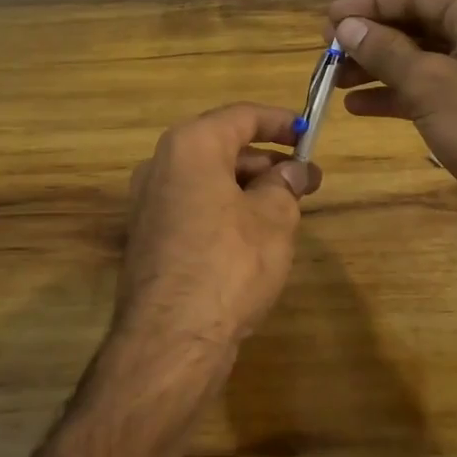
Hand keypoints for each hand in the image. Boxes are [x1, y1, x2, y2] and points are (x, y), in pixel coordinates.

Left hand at [116, 103, 320, 372]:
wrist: (171, 339)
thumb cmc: (229, 262)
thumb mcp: (273, 218)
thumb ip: (284, 185)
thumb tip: (293, 170)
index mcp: (190, 146)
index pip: (241, 116)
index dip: (279, 121)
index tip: (308, 132)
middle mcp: (161, 165)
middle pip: (222, 148)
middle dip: (266, 161)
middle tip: (305, 180)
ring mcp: (149, 203)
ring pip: (207, 180)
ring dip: (247, 188)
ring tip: (286, 210)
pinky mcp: (148, 238)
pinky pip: (193, 207)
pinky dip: (224, 210)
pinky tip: (253, 236)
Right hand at [329, 0, 456, 251]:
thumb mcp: (430, 85)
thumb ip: (385, 51)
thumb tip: (345, 26)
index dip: (367, 3)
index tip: (326, 21)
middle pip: (416, 20)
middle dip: (370, 36)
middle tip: (327, 53)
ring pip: (420, 54)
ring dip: (377, 65)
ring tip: (334, 80)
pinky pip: (429, 84)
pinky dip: (396, 91)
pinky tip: (359, 106)